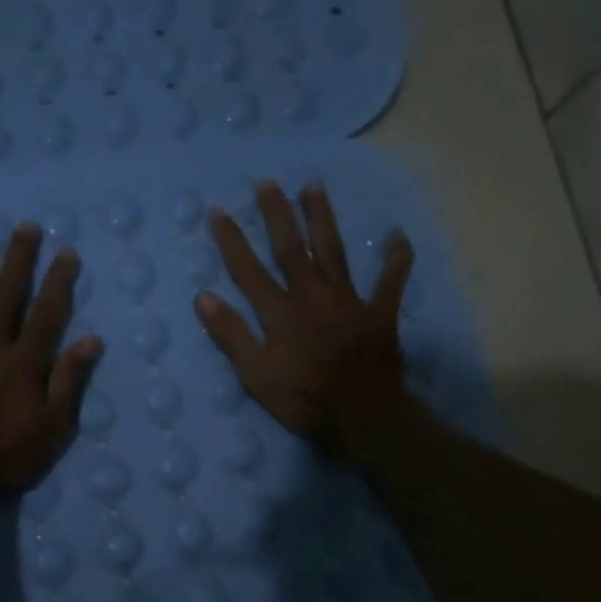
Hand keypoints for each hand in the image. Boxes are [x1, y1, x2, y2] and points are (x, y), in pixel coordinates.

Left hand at [0, 221, 102, 513]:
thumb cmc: (5, 458)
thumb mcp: (52, 428)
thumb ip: (69, 382)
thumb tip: (91, 339)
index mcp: (24, 362)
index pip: (46, 313)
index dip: (58, 281)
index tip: (66, 251)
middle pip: (8, 295)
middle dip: (19, 259)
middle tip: (26, 226)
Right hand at [195, 181, 413, 459]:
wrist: (363, 418)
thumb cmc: (304, 400)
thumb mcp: (256, 375)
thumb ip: (232, 335)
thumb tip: (203, 297)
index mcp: (281, 313)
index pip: (248, 270)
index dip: (231, 240)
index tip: (218, 211)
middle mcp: (313, 296)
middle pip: (291, 249)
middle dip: (277, 215)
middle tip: (267, 183)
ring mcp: (349, 301)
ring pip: (334, 251)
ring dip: (322, 218)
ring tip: (314, 186)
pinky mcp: (379, 314)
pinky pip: (390, 281)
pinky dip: (395, 259)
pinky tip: (397, 235)